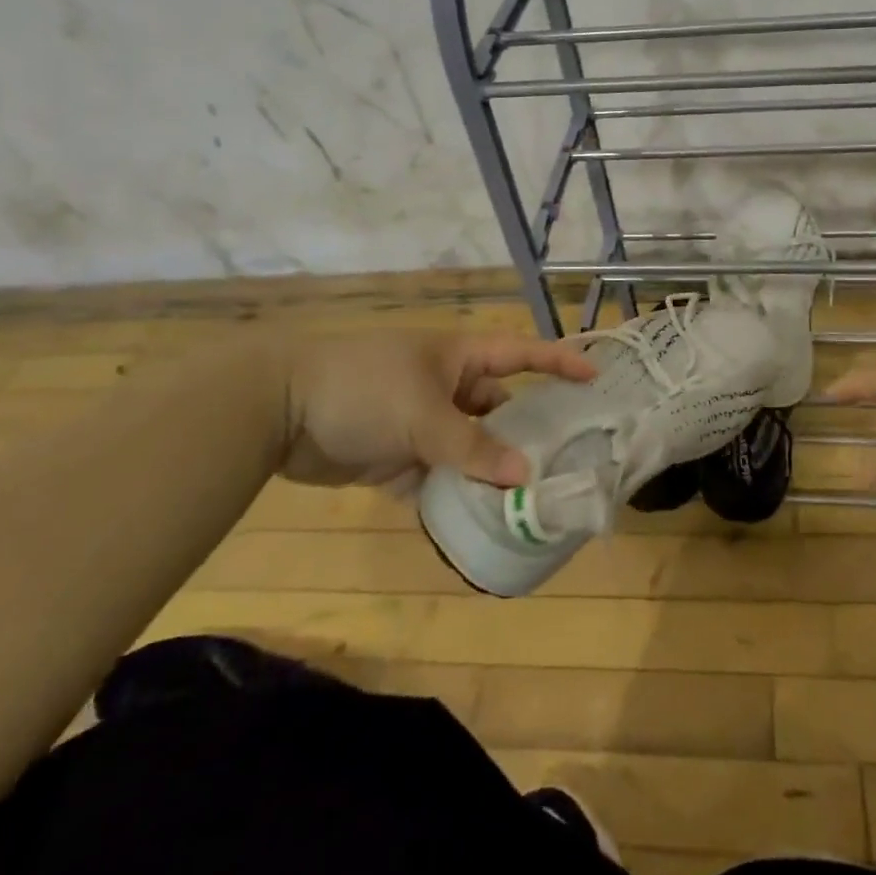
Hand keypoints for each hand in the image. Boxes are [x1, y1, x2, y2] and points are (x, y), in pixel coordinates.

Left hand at [279, 332, 595, 491]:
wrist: (278, 410)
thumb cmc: (364, 388)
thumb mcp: (423, 414)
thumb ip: (473, 446)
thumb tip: (525, 476)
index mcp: (459, 358)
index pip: (521, 353)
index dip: (559, 361)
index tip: (596, 377)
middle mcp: (448, 388)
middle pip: (501, 409)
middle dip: (530, 432)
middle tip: (570, 460)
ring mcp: (423, 423)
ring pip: (472, 448)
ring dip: (493, 472)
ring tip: (533, 500)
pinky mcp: (398, 458)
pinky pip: (439, 477)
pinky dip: (455, 496)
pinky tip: (481, 520)